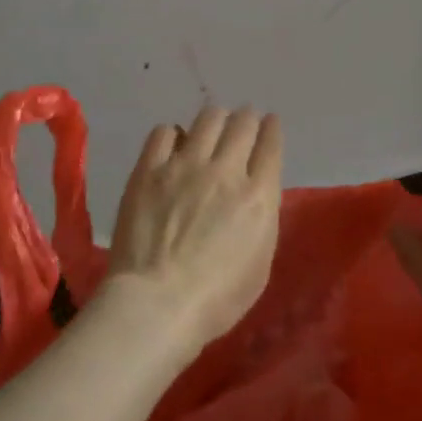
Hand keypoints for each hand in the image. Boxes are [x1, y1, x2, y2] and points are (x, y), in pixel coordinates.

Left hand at [104, 105, 282, 355]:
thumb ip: (261, 218)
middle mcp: (226, 170)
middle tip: (243, 121)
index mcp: (258, 195)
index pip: (271, 145)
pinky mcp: (149, 169)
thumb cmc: (217, 297)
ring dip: (215, 118)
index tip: (270, 123)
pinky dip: (174, 133)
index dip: (272, 128)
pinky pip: (164, 132)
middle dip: (247, 118)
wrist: (158, 302)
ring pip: (207, 119)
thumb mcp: (260, 262)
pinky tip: (174, 143)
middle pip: (242, 123)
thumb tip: (256, 193)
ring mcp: (185, 165)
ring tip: (212, 125)